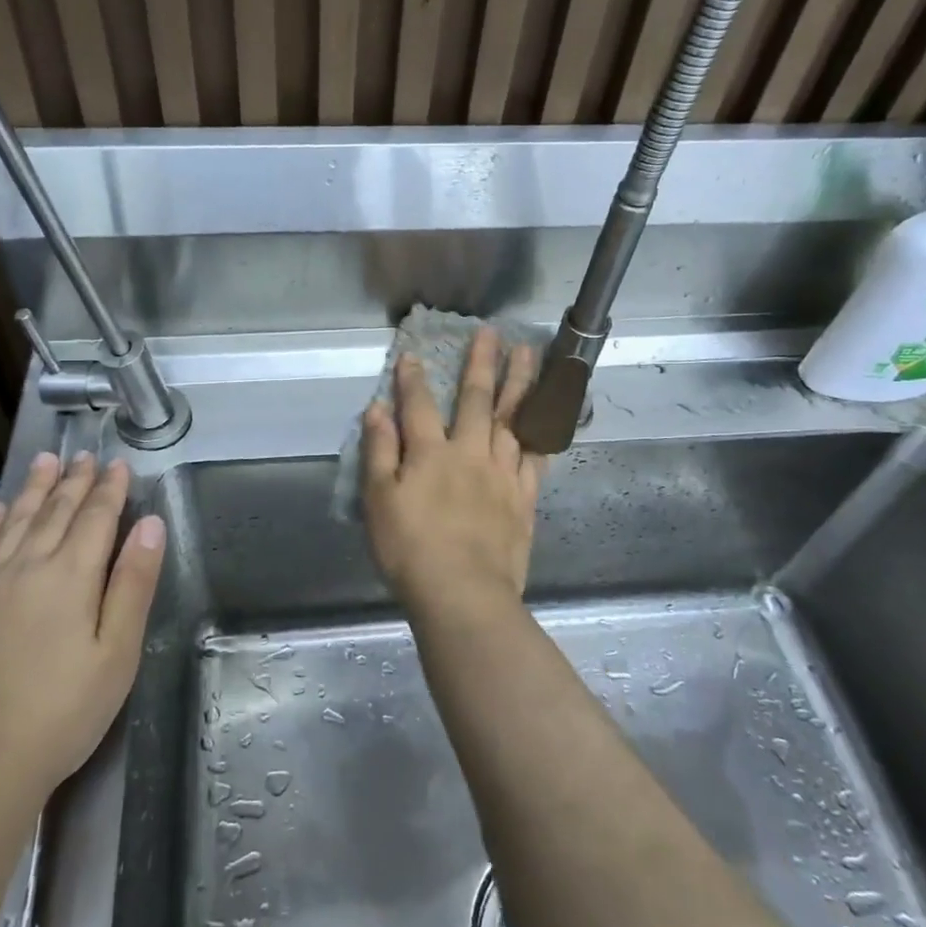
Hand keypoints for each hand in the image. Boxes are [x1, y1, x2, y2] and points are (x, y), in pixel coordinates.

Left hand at [0, 452, 165, 799]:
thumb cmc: (60, 712)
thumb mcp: (117, 653)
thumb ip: (133, 584)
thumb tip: (151, 524)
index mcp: (72, 575)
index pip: (96, 517)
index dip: (110, 489)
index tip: (118, 463)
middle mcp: (28, 565)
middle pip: (55, 511)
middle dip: (74, 481)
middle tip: (84, 455)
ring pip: (15, 520)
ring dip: (33, 488)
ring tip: (45, 461)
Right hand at [361, 328, 545, 613]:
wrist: (463, 594)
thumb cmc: (410, 549)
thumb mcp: (378, 501)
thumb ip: (379, 451)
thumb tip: (378, 409)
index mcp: (430, 453)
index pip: (419, 405)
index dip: (413, 378)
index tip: (412, 353)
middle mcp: (470, 453)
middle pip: (476, 400)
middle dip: (481, 363)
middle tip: (492, 332)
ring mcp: (502, 474)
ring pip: (513, 419)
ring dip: (520, 383)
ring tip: (528, 355)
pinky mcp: (523, 498)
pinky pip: (536, 456)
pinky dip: (541, 431)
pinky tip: (548, 414)